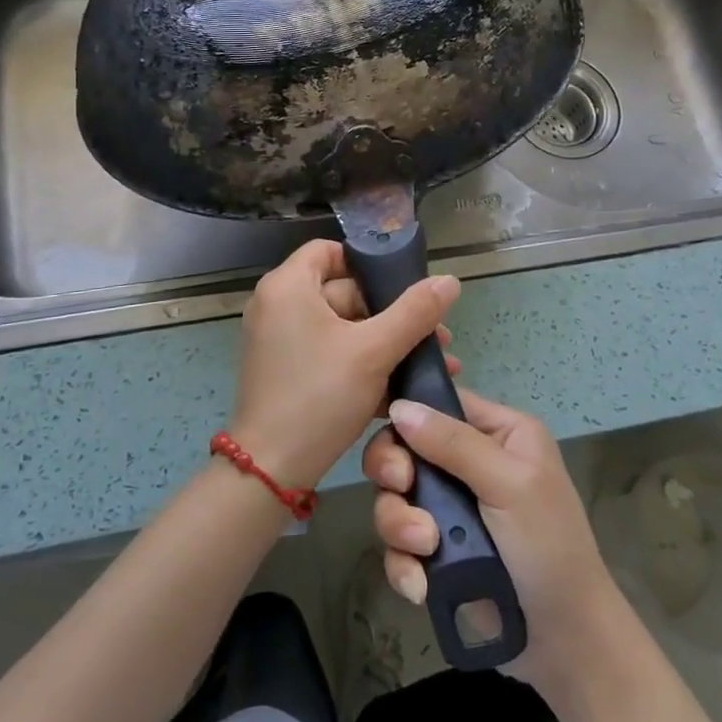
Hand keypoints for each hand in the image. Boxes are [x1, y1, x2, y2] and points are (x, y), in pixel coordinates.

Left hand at [230, 240, 461, 489]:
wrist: (271, 470)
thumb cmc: (319, 395)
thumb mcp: (374, 351)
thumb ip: (414, 312)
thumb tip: (450, 280)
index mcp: (288, 286)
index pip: (331, 251)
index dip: (369, 263)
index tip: (405, 288)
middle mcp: (278, 305)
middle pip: (344, 292)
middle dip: (394, 315)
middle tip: (437, 337)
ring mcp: (280, 340)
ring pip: (343, 327)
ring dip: (386, 343)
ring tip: (431, 364)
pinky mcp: (287, 370)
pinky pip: (330, 352)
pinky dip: (362, 363)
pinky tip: (403, 387)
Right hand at [363, 389, 619, 689]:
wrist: (566, 643)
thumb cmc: (549, 547)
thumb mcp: (510, 484)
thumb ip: (454, 443)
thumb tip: (399, 405)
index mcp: (499, 433)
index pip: (440, 404)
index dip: (409, 417)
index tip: (395, 443)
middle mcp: (471, 464)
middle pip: (405, 449)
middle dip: (396, 474)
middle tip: (402, 488)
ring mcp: (452, 510)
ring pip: (395, 498)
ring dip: (400, 524)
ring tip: (425, 548)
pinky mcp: (437, 553)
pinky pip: (398, 545)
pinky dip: (404, 564)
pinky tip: (420, 585)